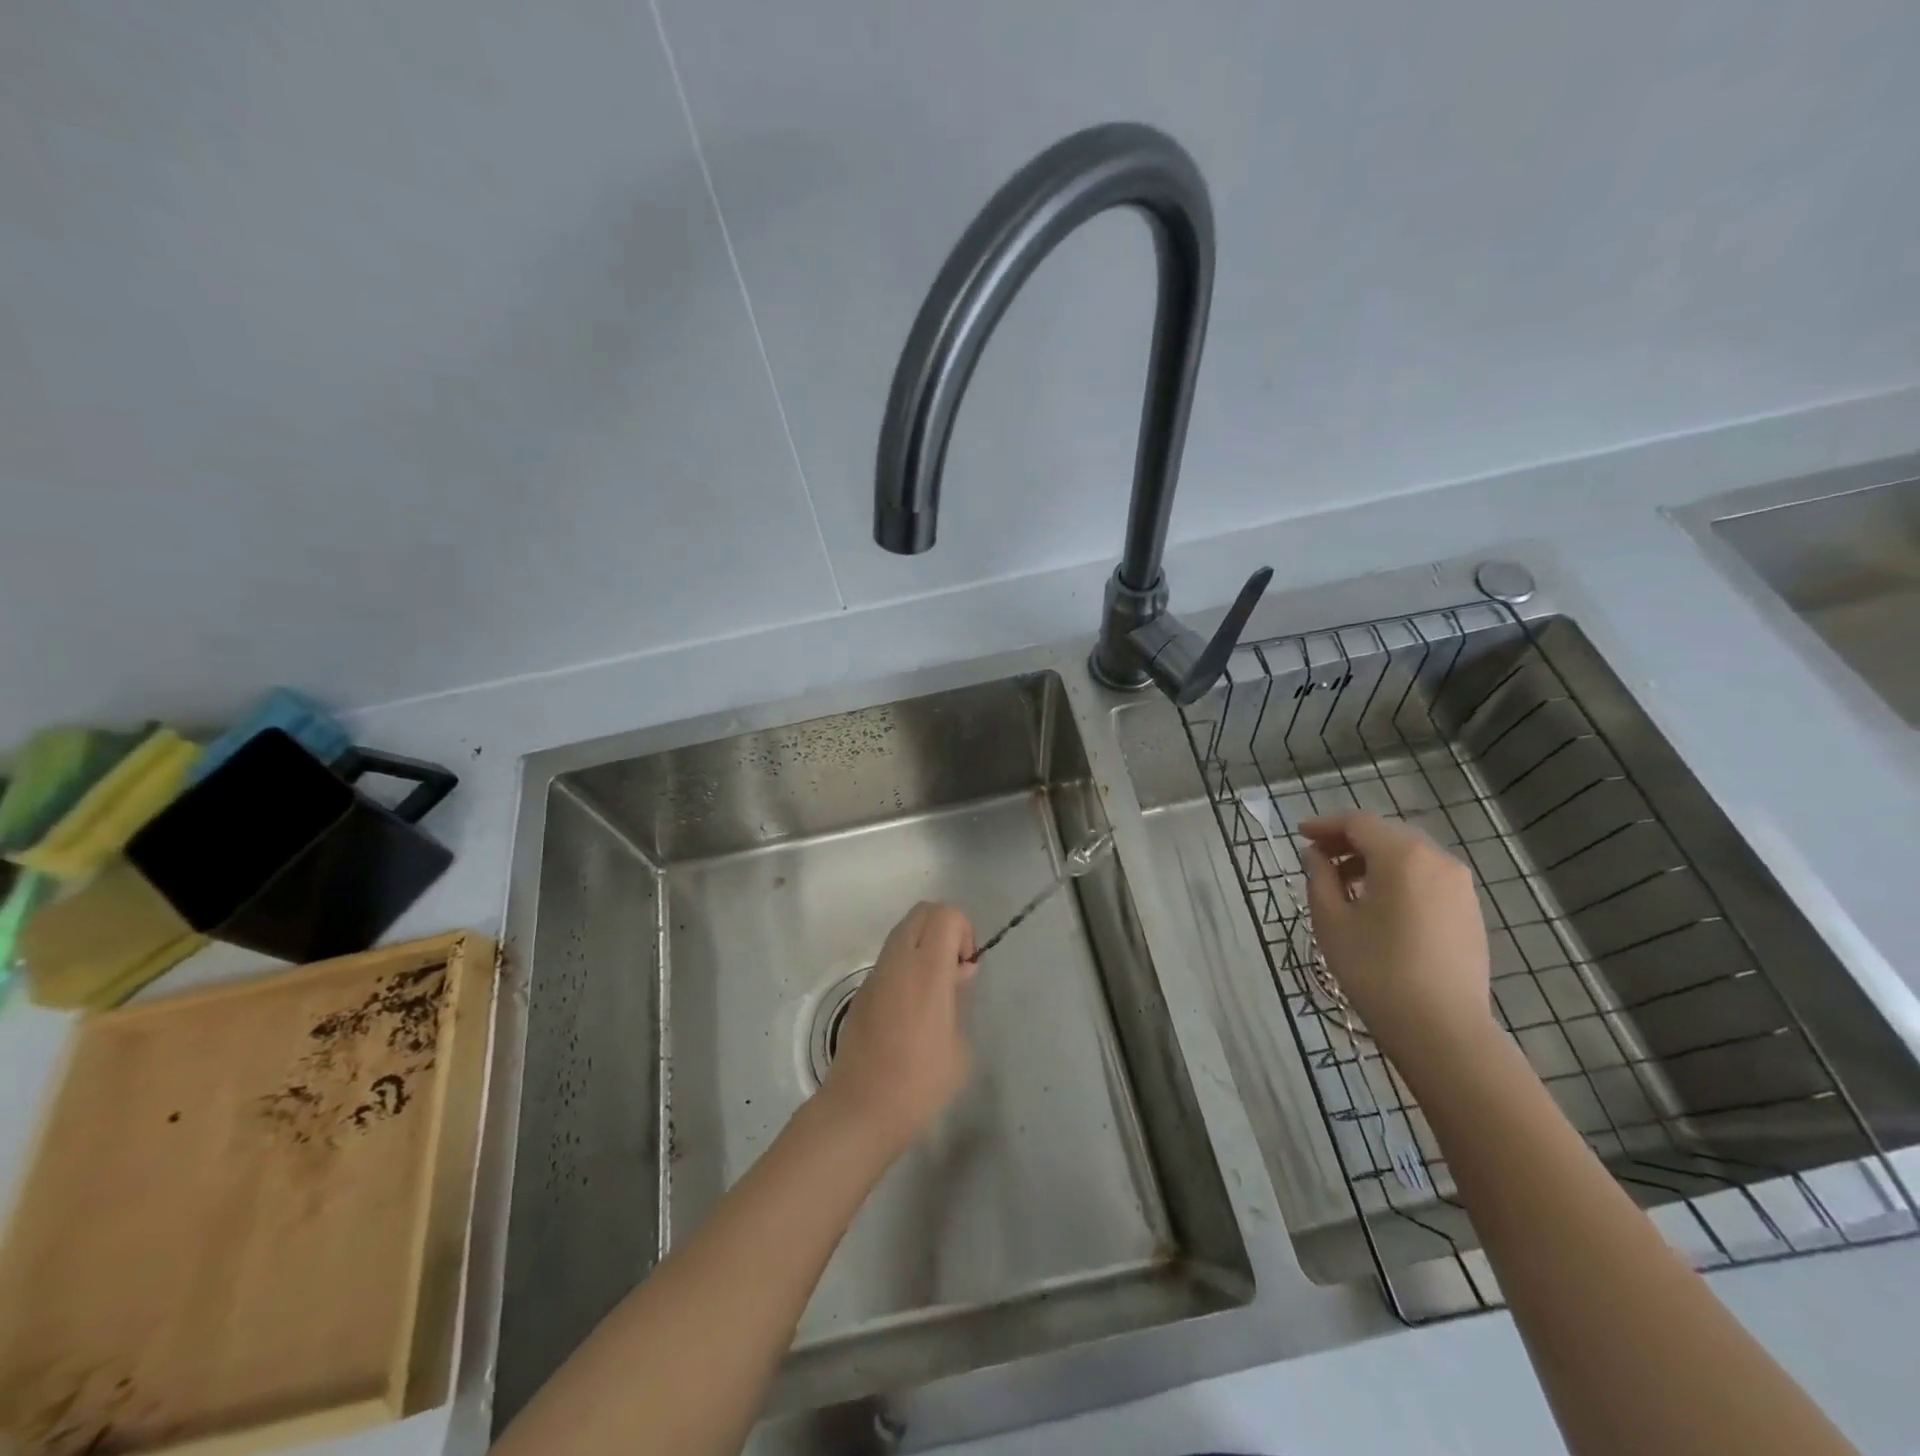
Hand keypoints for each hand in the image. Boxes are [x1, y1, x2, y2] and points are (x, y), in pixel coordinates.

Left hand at [817, 901, 976, 1157]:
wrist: (859, 1111)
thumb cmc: (919, 1084)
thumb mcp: (959, 1047)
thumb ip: (960, 999)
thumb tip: (956, 975)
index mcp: (927, 969)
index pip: (946, 914)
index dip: (964, 931)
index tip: (966, 969)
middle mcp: (897, 961)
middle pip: (922, 912)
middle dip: (945, 929)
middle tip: (954, 971)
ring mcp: (875, 975)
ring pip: (903, 932)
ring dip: (924, 946)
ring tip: (934, 993)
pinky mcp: (861, 992)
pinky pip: (889, 959)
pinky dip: (906, 965)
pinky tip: (911, 1011)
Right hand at [1299, 812, 1493, 1063]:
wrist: (1441, 1028)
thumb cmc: (1375, 969)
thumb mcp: (1332, 920)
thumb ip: (1320, 877)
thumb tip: (1316, 855)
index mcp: (1402, 856)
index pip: (1358, 823)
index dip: (1325, 825)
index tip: (1300, 835)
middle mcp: (1438, 860)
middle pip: (1387, 835)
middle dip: (1350, 842)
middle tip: (1319, 859)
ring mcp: (1461, 887)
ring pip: (1410, 856)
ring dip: (1375, 861)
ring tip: (1346, 886)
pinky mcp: (1470, 912)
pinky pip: (1427, 879)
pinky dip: (1399, 879)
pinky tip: (1380, 906)